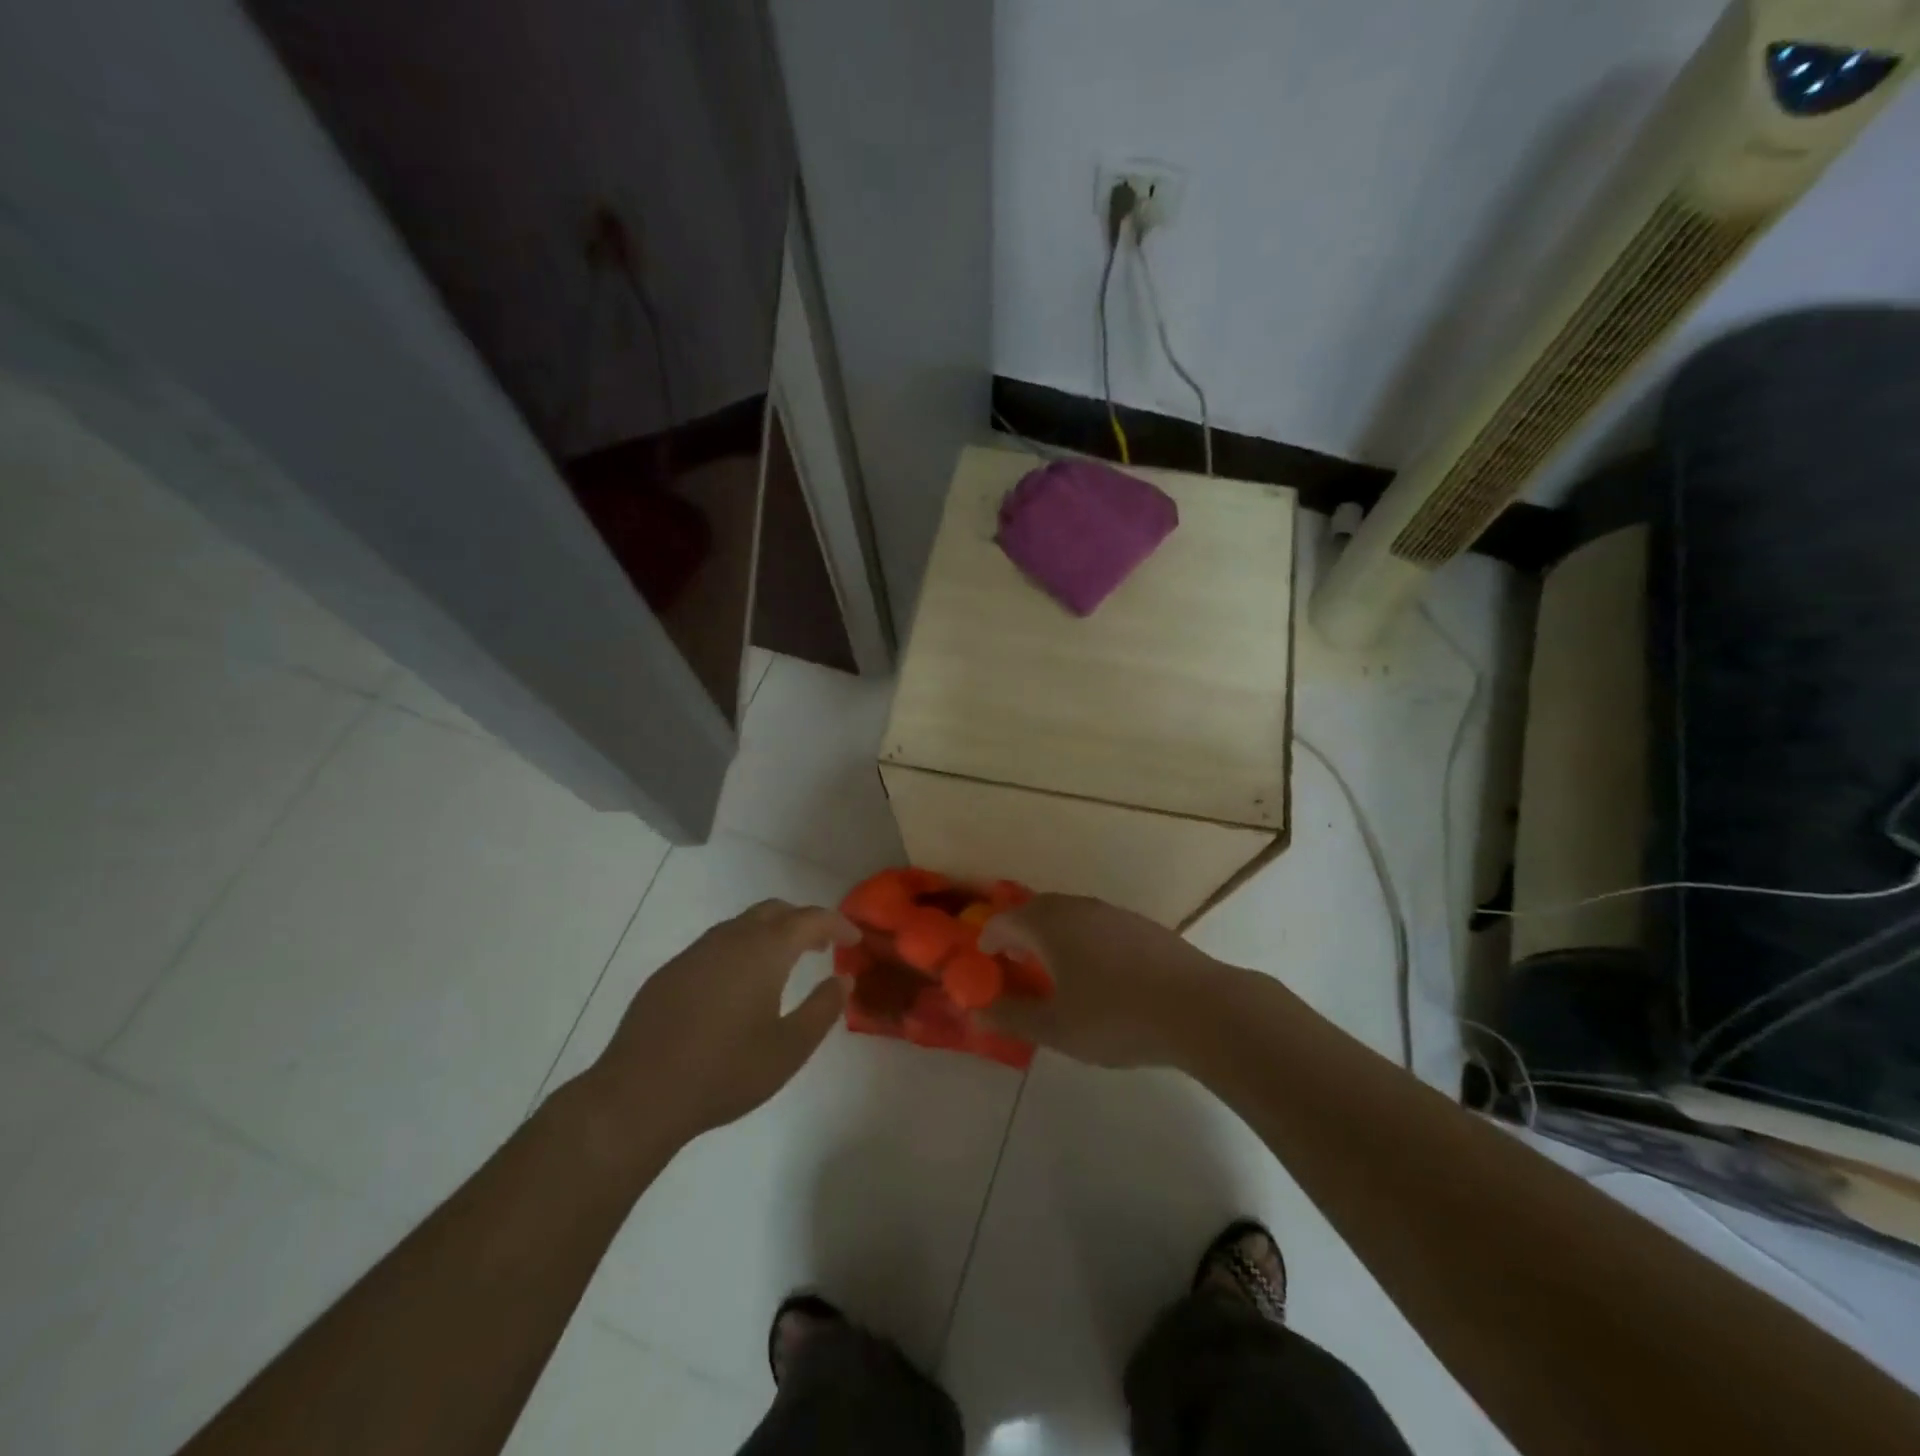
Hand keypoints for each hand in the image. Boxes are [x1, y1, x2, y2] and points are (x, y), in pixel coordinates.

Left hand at [585, 900, 855, 1145]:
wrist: (638, 1095)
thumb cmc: (724, 1072)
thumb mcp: (789, 1049)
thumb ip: (823, 1009)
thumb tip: (844, 979)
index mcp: (763, 951)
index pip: (810, 918)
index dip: (837, 924)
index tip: (854, 940)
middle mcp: (730, 939)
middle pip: (774, 911)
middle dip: (803, 922)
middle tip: (822, 947)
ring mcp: (695, 953)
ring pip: (742, 925)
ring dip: (770, 934)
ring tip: (785, 964)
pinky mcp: (670, 972)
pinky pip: (716, 945)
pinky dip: (741, 950)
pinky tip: (738, 987)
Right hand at [978, 894, 1226, 1067]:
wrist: (1197, 1007)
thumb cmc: (1115, 1017)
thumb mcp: (1056, 1028)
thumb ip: (1013, 1016)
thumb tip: (976, 1010)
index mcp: (1050, 925)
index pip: (1007, 921)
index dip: (990, 938)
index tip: (983, 958)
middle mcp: (1078, 908)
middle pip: (1038, 910)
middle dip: (1020, 931)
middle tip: (1014, 959)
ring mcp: (1113, 913)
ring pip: (1070, 913)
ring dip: (1052, 933)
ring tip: (1053, 964)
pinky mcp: (1142, 925)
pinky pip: (1097, 922)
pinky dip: (1082, 937)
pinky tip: (1096, 968)